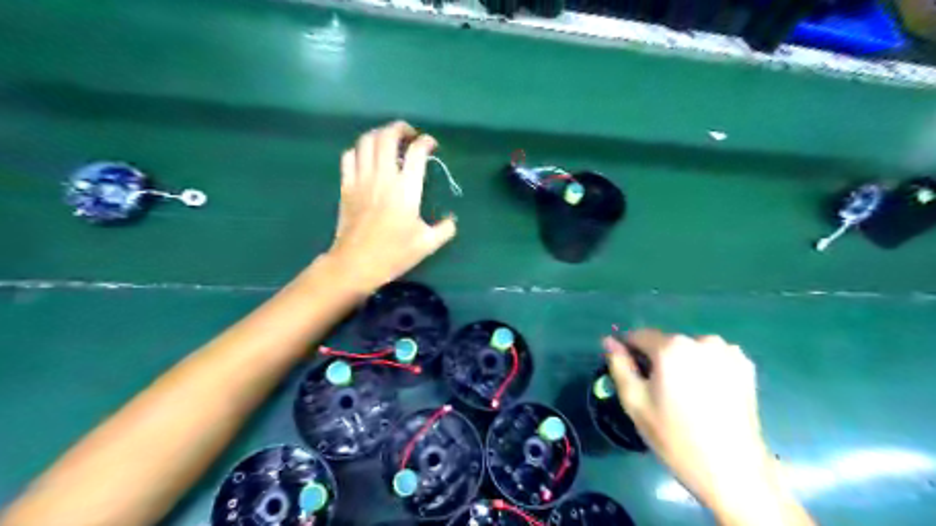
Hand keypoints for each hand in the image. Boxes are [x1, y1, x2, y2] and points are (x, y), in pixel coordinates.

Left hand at [324, 121, 460, 292]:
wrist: (356, 264)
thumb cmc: (394, 254)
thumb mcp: (427, 244)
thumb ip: (445, 229)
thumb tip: (452, 219)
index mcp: (406, 189)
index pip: (416, 152)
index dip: (426, 142)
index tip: (431, 145)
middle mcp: (383, 177)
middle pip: (387, 136)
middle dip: (400, 128)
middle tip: (409, 134)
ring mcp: (361, 179)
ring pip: (366, 141)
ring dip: (379, 134)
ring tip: (389, 141)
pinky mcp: (346, 186)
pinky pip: (349, 156)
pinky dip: (359, 150)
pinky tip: (367, 157)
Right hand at [604, 330, 808, 522]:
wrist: (732, 470)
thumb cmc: (675, 436)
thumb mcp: (635, 402)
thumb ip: (619, 365)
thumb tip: (609, 340)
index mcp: (671, 347)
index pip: (639, 336)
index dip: (629, 351)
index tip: (629, 371)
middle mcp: (700, 340)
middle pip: (666, 342)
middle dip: (657, 359)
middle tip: (658, 391)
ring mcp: (726, 351)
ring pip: (689, 349)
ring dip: (681, 362)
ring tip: (685, 394)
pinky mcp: (745, 365)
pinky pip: (712, 357)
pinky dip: (704, 367)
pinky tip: (707, 393)